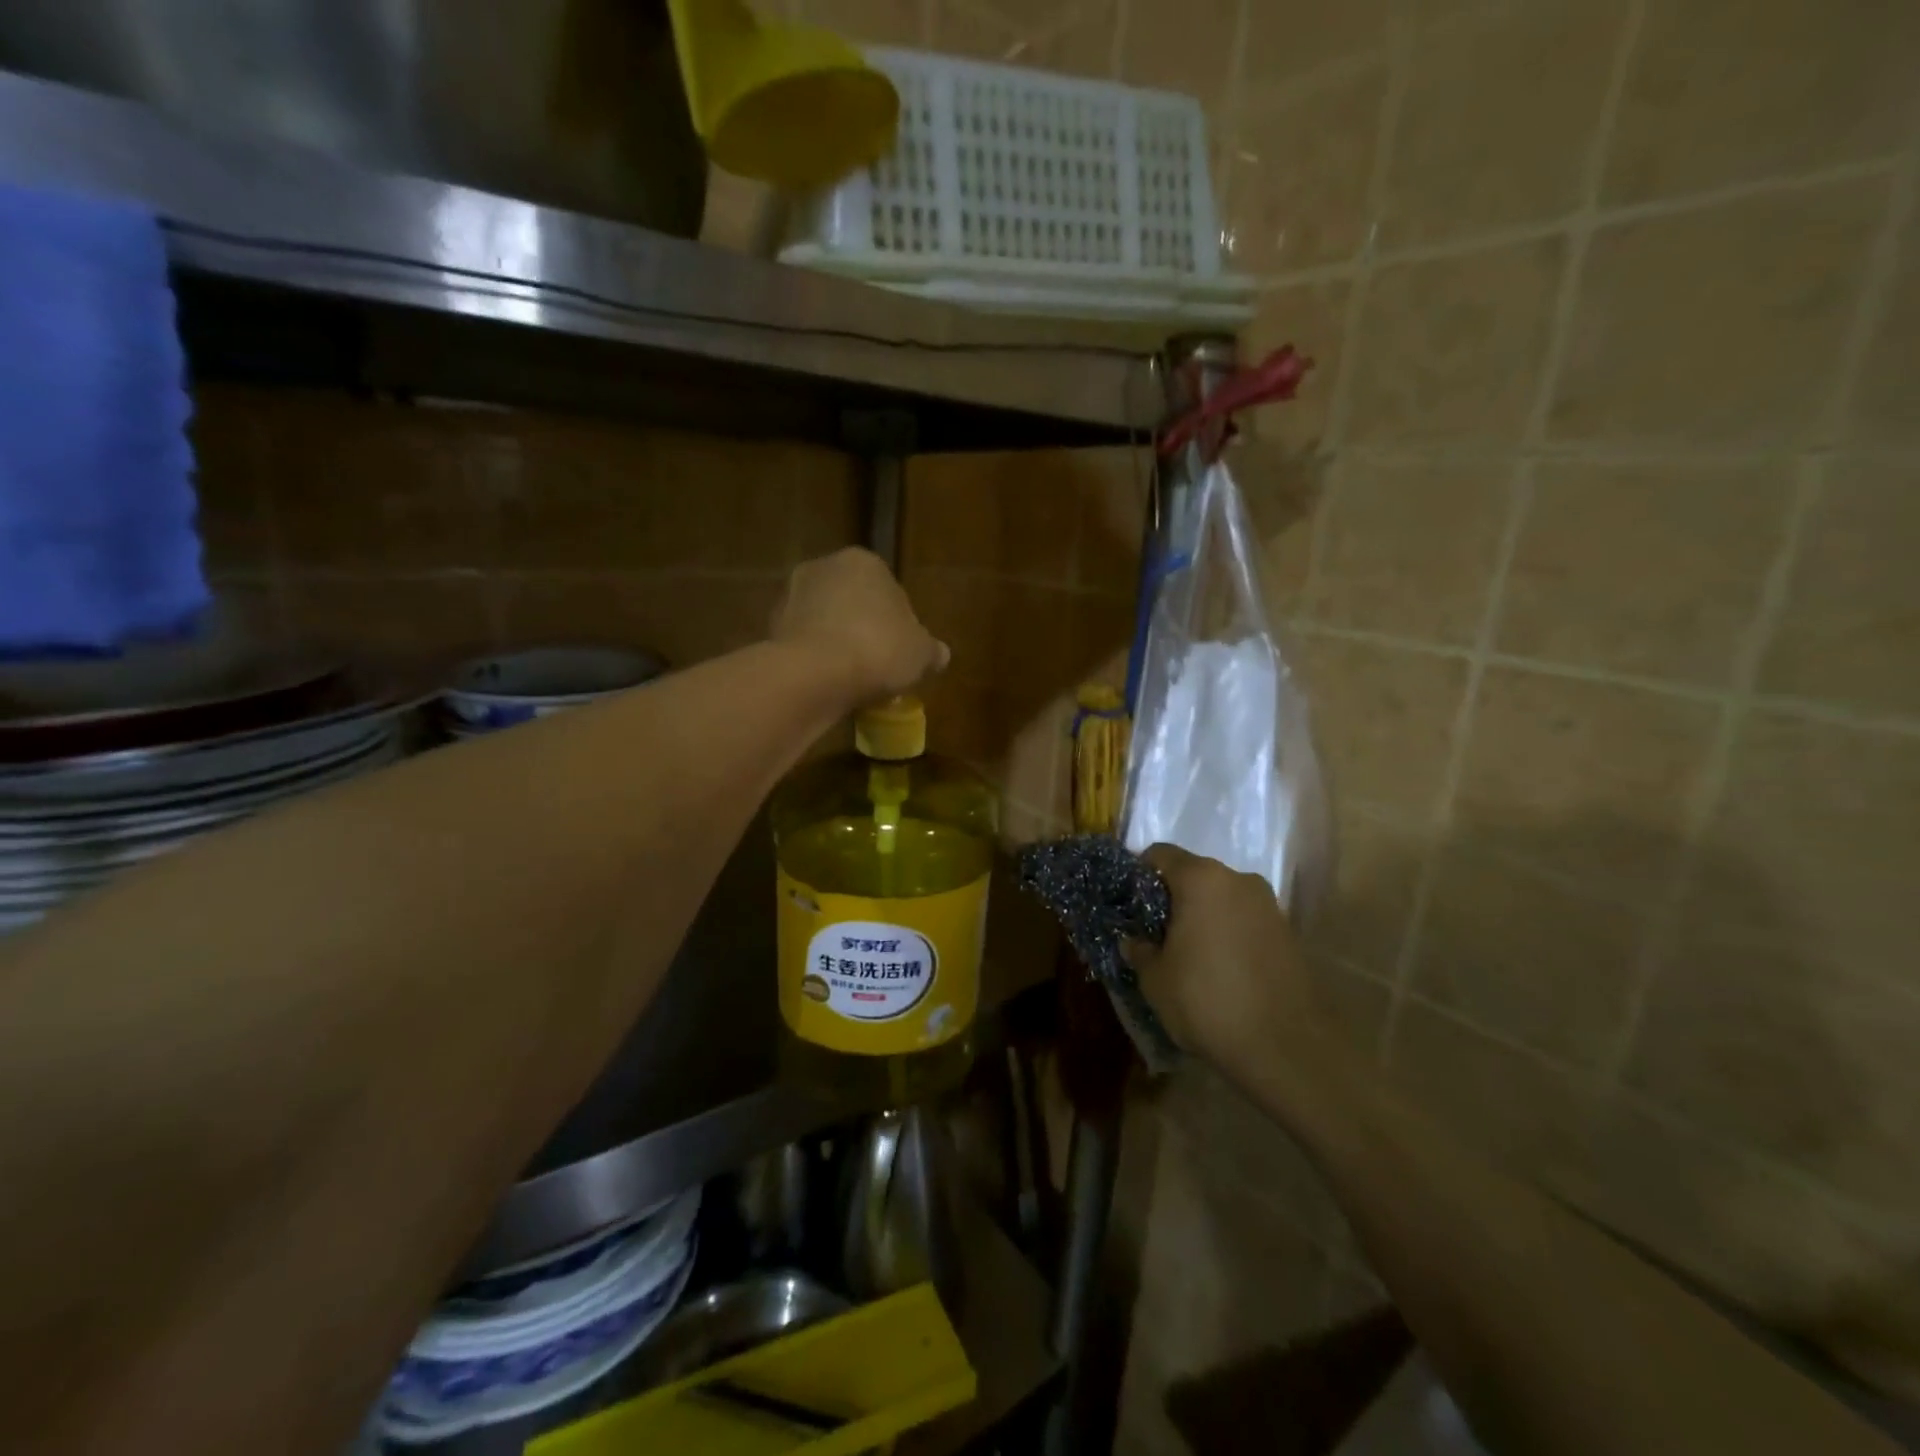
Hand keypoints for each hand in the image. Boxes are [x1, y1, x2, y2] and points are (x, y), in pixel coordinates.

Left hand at [772, 549, 948, 701]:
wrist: (814, 674)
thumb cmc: (878, 650)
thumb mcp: (920, 654)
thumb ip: (931, 650)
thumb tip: (939, 654)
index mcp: (864, 561)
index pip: (890, 590)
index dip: (900, 624)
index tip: (903, 652)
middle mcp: (823, 567)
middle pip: (854, 602)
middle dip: (864, 629)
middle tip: (879, 666)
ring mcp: (791, 595)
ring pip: (826, 622)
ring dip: (837, 643)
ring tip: (853, 680)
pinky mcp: (770, 627)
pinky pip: (805, 643)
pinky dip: (815, 659)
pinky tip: (828, 684)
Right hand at [1128, 844, 1321, 1069]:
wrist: (1288, 1048)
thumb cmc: (1208, 1001)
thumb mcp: (1155, 980)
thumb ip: (1139, 951)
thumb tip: (1133, 940)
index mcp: (1201, 879)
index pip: (1160, 854)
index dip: (1138, 875)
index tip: (1128, 904)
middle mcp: (1238, 880)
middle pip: (1193, 875)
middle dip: (1171, 898)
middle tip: (1154, 933)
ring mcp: (1268, 905)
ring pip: (1221, 898)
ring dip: (1202, 916)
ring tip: (1187, 954)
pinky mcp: (1288, 933)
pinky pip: (1244, 920)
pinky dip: (1227, 933)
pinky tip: (1219, 968)